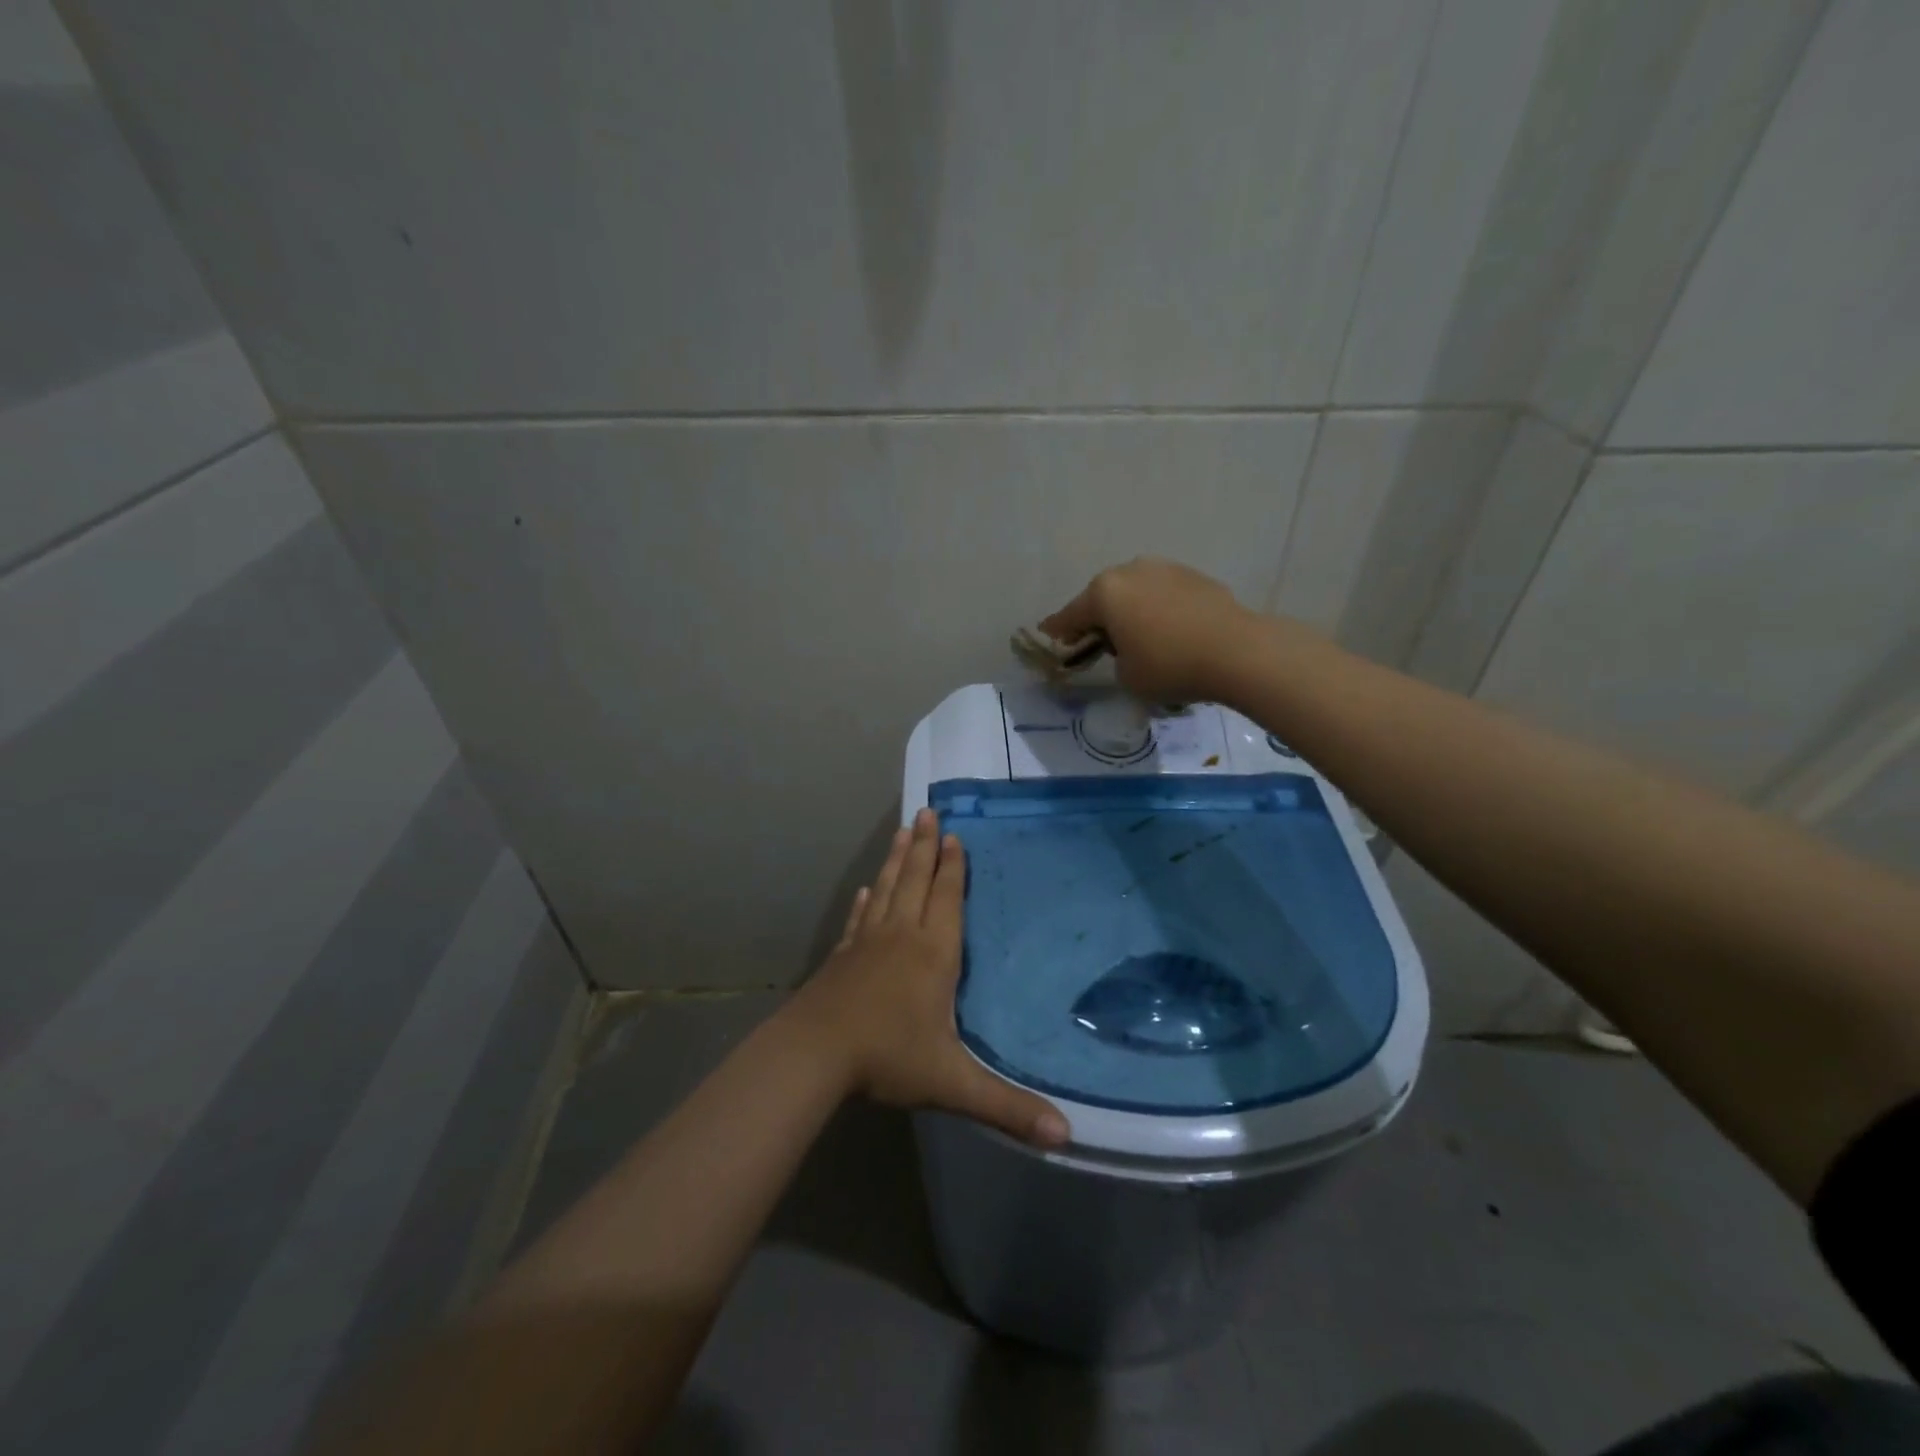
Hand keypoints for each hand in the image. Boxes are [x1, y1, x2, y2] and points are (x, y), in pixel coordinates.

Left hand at [786, 808, 1069, 1148]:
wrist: (814, 1053)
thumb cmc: (888, 1058)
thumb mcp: (952, 1083)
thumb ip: (1007, 1107)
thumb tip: (1065, 1137)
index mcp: (933, 954)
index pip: (946, 898)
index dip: (952, 867)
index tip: (953, 834)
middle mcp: (901, 936)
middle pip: (915, 880)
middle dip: (924, 846)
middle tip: (927, 810)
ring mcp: (867, 942)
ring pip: (886, 889)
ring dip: (895, 860)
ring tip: (901, 831)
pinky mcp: (841, 956)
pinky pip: (858, 918)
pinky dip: (864, 900)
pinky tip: (865, 889)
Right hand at [1040, 557, 1257, 703]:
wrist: (1237, 651)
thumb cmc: (1169, 666)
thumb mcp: (1127, 676)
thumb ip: (1116, 658)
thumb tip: (1129, 648)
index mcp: (1105, 592)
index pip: (1071, 615)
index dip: (1058, 629)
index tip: (1048, 633)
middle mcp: (1131, 571)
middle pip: (1104, 597)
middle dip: (1098, 617)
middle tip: (1097, 640)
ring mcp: (1166, 569)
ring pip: (1136, 592)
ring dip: (1131, 611)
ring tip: (1138, 636)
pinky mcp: (1195, 576)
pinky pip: (1164, 594)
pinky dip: (1159, 610)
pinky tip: (1169, 631)